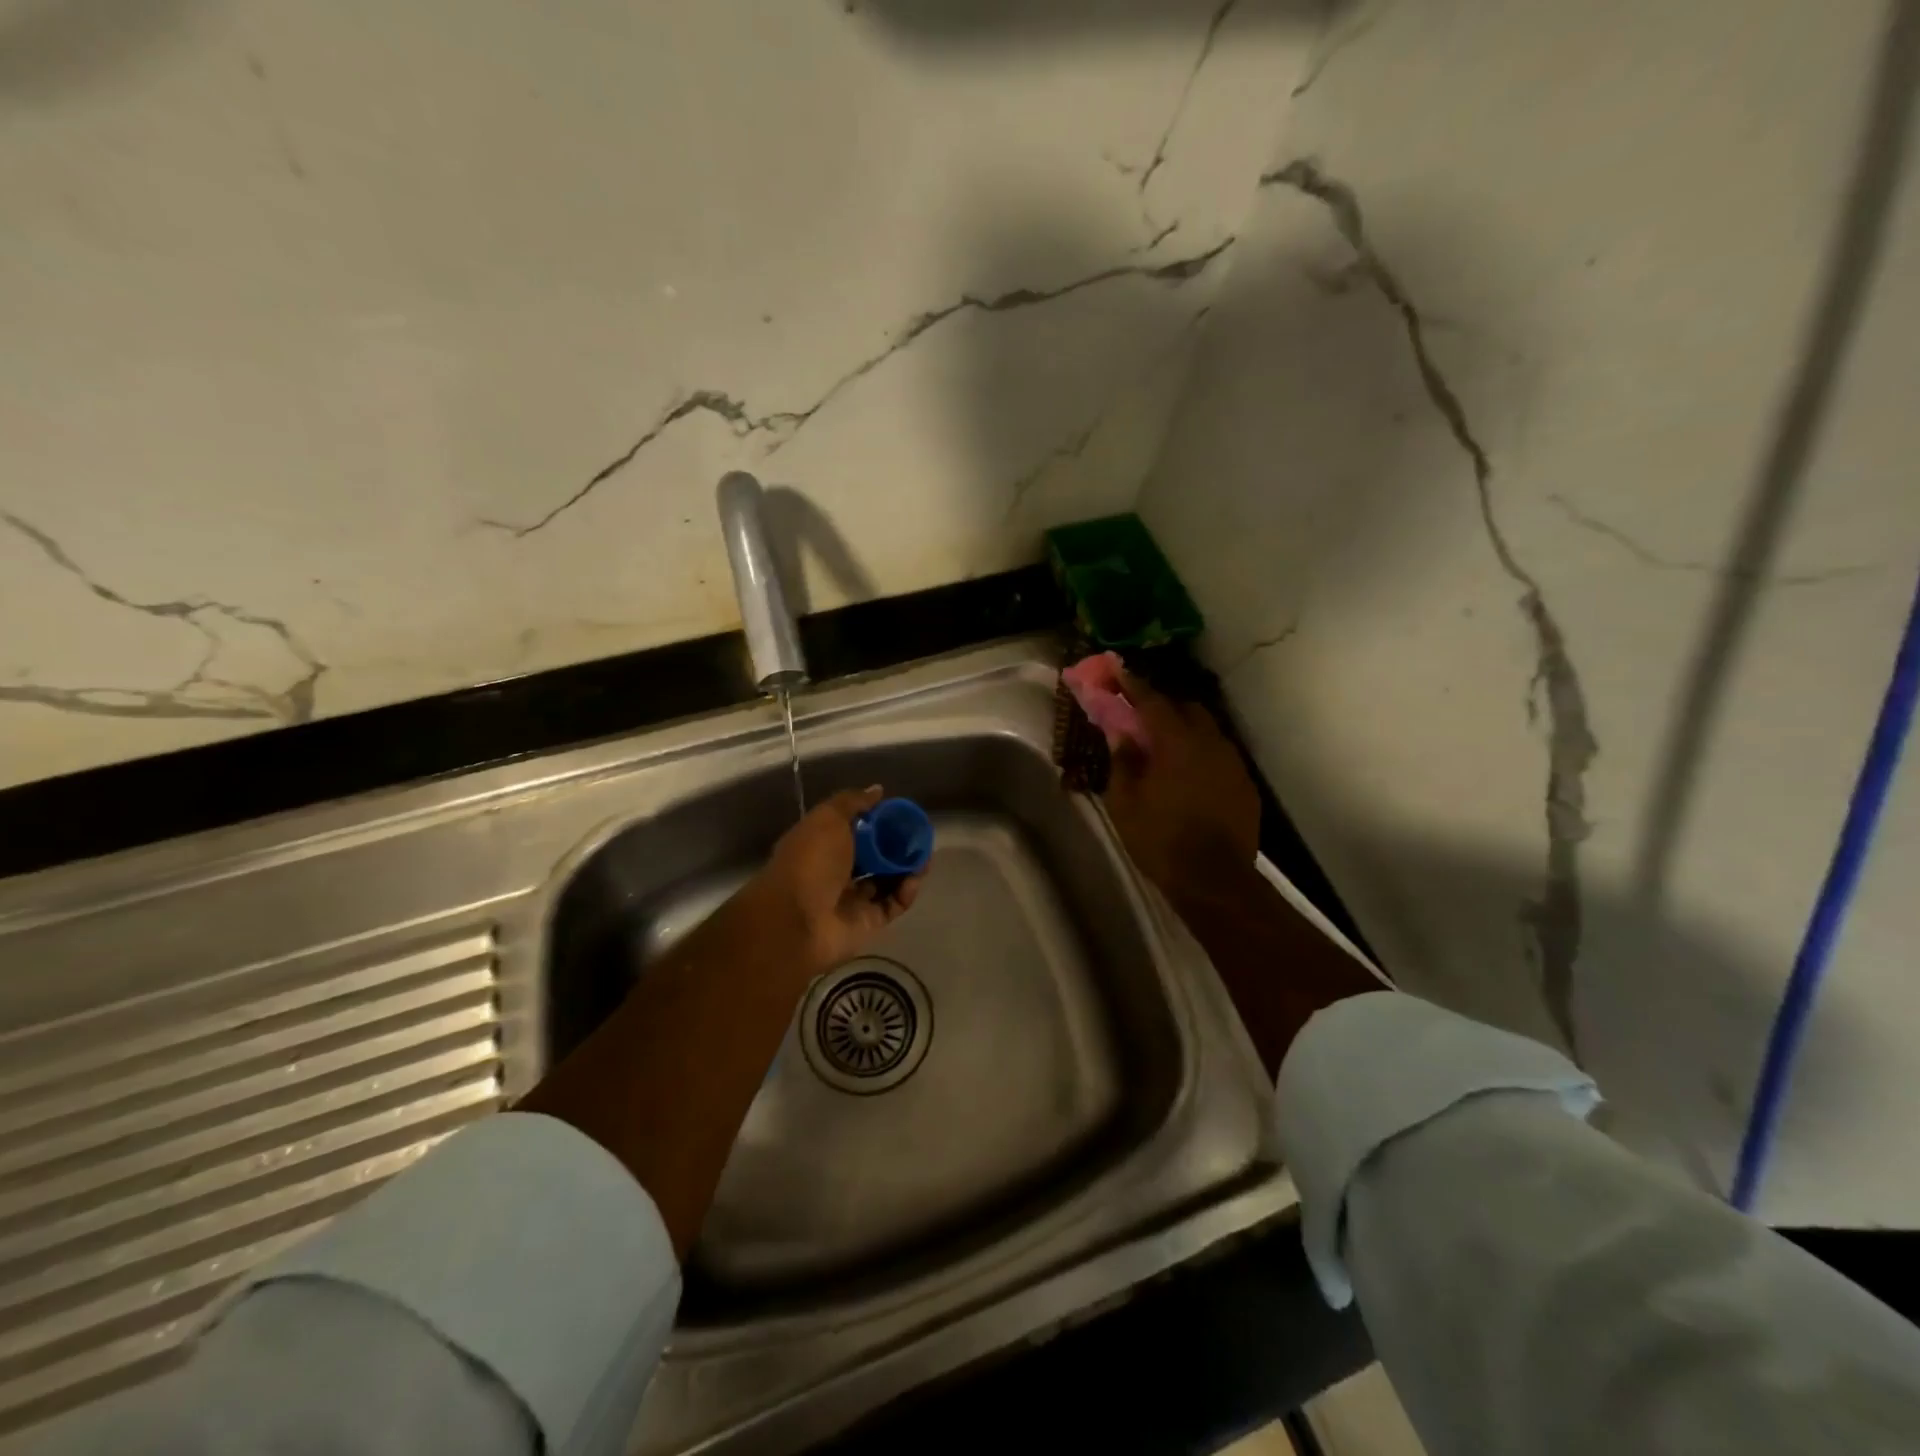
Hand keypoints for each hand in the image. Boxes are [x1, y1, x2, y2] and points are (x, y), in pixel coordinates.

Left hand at [741, 785, 924, 976]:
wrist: (795, 921)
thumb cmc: (810, 862)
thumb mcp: (828, 819)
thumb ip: (853, 803)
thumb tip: (877, 790)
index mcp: (821, 844)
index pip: (853, 829)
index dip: (876, 821)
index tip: (899, 813)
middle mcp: (836, 871)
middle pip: (873, 856)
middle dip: (896, 846)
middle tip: (918, 837)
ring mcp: (851, 899)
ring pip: (886, 881)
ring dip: (906, 868)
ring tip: (924, 857)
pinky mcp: (867, 923)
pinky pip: (892, 904)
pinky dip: (906, 892)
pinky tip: (914, 878)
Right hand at [1102, 672, 1259, 901]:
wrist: (1215, 881)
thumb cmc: (1161, 840)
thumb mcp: (1125, 802)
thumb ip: (1123, 761)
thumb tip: (1120, 734)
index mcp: (1177, 742)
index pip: (1152, 701)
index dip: (1132, 685)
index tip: (1117, 671)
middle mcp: (1210, 742)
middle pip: (1186, 708)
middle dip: (1162, 706)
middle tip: (1139, 716)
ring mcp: (1232, 762)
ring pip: (1206, 731)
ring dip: (1183, 730)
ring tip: (1162, 747)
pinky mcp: (1244, 784)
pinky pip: (1218, 755)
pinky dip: (1199, 753)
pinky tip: (1186, 774)